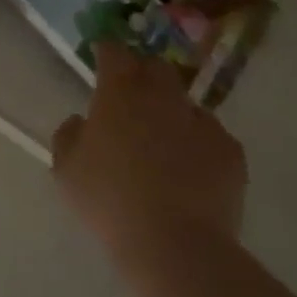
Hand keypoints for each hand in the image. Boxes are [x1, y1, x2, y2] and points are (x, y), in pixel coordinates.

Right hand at [52, 43, 247, 262]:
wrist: (175, 244)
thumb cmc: (109, 200)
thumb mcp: (66, 170)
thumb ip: (68, 135)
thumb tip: (81, 121)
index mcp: (120, 92)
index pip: (113, 51)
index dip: (106, 52)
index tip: (100, 58)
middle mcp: (162, 95)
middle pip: (155, 67)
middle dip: (142, 74)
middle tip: (131, 98)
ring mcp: (201, 120)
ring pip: (185, 102)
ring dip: (172, 111)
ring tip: (164, 142)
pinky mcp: (230, 149)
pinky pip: (211, 135)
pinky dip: (199, 144)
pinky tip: (192, 171)